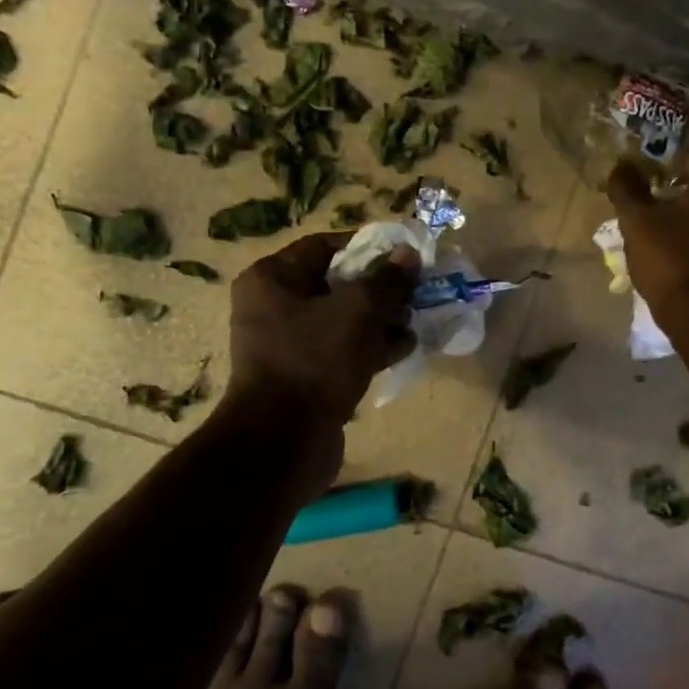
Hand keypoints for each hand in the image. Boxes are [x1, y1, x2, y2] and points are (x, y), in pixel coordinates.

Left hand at [226, 232, 418, 423]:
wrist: (284, 441)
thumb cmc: (314, 361)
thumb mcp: (357, 311)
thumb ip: (387, 280)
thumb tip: (408, 254)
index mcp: (272, 280)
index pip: (325, 247)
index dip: (368, 247)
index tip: (405, 255)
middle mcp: (274, 307)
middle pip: (337, 284)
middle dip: (380, 288)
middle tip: (416, 291)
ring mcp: (289, 345)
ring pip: (344, 320)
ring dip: (381, 319)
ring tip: (416, 320)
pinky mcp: (306, 376)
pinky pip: (343, 351)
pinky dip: (371, 347)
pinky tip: (405, 348)